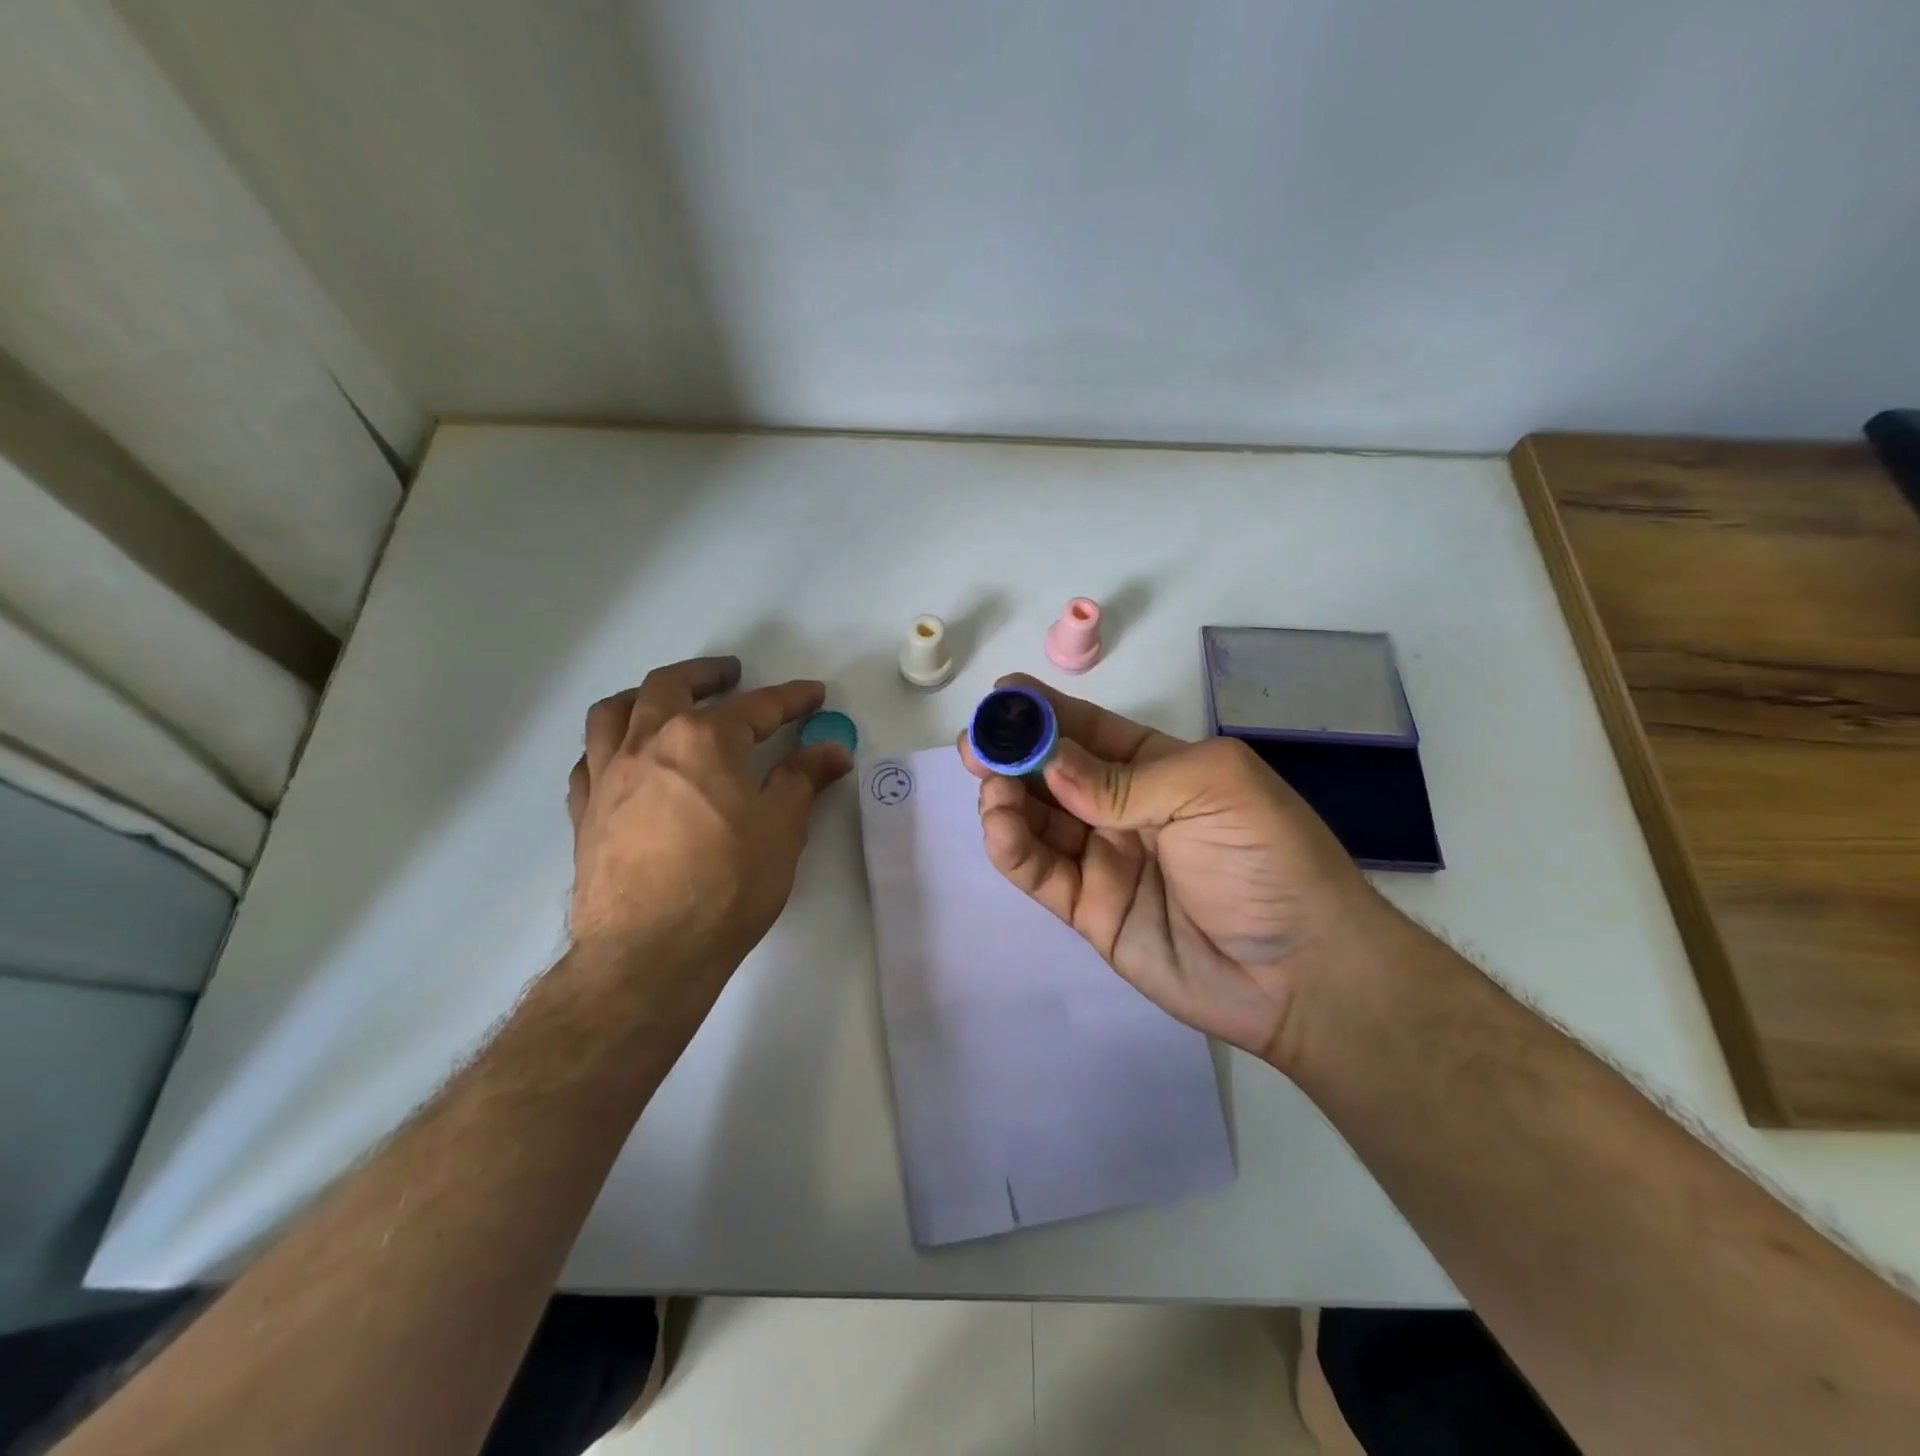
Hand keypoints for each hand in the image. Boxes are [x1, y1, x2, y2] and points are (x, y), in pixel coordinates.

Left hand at [564, 656, 850, 1034]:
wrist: (649, 951)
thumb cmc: (727, 884)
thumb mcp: (782, 828)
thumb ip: (803, 779)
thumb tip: (832, 748)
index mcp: (704, 739)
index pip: (758, 707)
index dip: (792, 699)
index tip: (813, 695)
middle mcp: (649, 741)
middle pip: (672, 686)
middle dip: (708, 675)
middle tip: (731, 675)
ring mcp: (608, 774)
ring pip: (615, 710)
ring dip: (645, 695)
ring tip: (665, 699)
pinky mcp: (585, 810)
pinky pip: (589, 759)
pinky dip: (609, 745)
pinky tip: (623, 758)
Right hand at [958, 674, 1392, 1069]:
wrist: (1305, 974)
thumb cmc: (1269, 860)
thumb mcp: (1211, 790)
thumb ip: (1124, 779)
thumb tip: (1051, 764)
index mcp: (1158, 767)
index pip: (1088, 730)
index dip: (1044, 712)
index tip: (1001, 697)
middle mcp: (1124, 808)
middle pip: (1053, 773)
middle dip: (1013, 753)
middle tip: (976, 745)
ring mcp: (1103, 859)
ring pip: (1037, 820)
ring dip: (1007, 798)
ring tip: (991, 787)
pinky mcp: (1088, 909)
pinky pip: (1040, 871)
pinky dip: (1012, 847)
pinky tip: (999, 826)